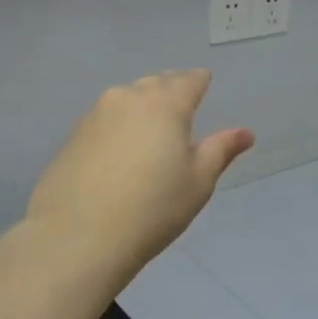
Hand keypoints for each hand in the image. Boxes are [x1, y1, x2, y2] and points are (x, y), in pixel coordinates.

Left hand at [25, 70, 253, 281]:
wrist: (78, 237)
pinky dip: (117, 126)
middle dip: (171, 89)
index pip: (188, 80)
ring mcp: (94, 116)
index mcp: (165, 104)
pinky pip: (104, 120)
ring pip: (126, 99)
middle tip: (181, 105)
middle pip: (155, 84)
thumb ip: (221, 150)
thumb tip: (245, 133)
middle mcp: (128, 99)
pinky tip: (119, 151)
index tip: (204, 83)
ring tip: (151, 127)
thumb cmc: (153, 208)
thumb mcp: (198, 181)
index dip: (199, 81)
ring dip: (141, 105)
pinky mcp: (71, 138)